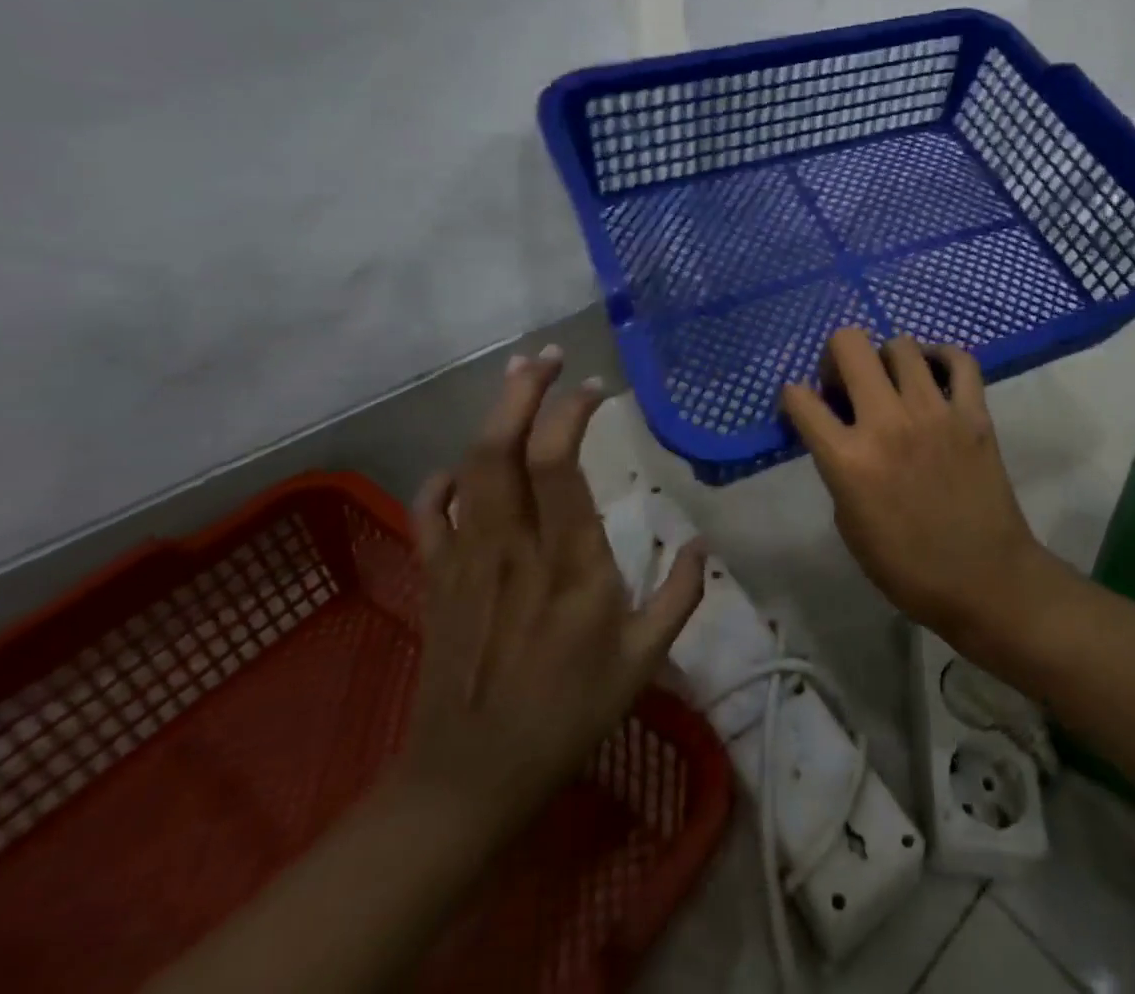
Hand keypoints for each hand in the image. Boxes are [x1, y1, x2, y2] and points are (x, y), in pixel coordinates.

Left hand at [393, 350, 705, 845]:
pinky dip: (445, 477)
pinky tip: (465, 466)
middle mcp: (514, 546)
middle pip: (504, 447)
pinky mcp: (436, 577)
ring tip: (516, 378)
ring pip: (471, 467)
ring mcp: (468, 559)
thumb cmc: (566, 715)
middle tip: (548, 356)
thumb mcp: (642, 662)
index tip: (597, 388)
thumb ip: (680, 597)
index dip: (573, 412)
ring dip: (492, 414)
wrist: (470, 779)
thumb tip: (704, 544)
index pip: (561, 463)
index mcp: (570, 562)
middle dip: (523, 390)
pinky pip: (431, 510)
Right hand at [779, 329, 1056, 650]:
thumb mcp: (849, 524)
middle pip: (849, 344)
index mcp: (848, 459)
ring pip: (900, 345)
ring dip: (885, 358)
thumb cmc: (907, 566)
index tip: (804, 405)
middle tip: (846, 384)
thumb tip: (839, 432)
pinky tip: (933, 375)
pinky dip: (942, 358)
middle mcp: (887, 423)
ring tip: (892, 383)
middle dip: (836, 356)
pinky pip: (960, 360)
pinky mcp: (974, 413)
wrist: (985, 581)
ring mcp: (935, 412)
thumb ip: (838, 468)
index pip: (800, 399)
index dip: (794, 397)